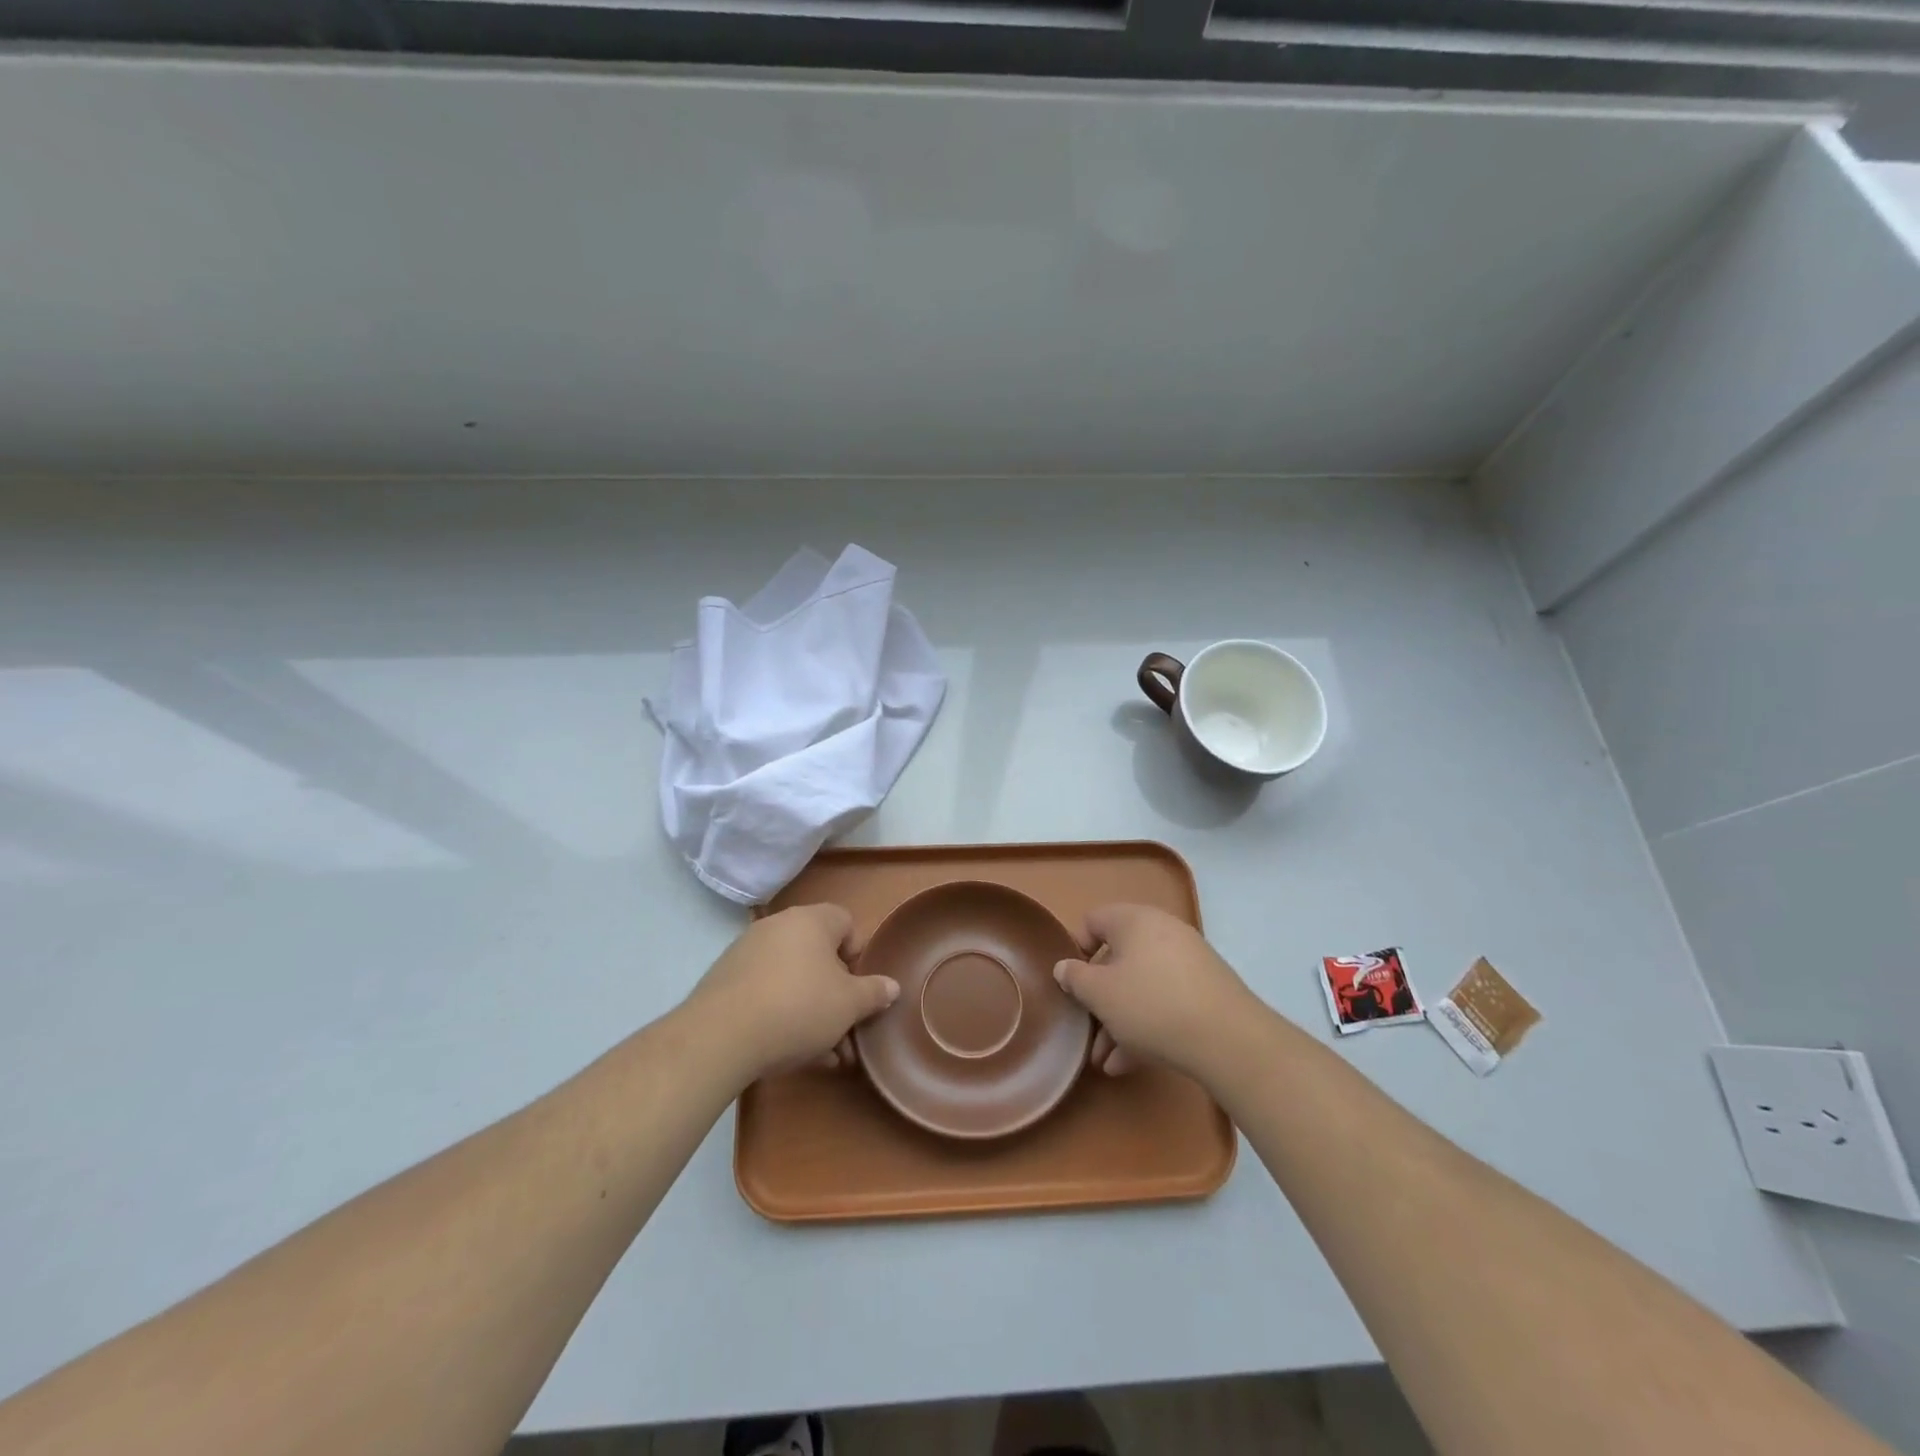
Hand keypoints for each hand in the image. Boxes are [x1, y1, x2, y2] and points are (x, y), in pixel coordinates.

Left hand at [686, 904, 899, 1083]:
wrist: (721, 1037)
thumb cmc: (799, 1008)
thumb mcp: (849, 1005)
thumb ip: (874, 993)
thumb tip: (892, 986)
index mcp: (811, 921)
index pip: (845, 922)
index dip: (857, 955)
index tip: (859, 990)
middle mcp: (778, 927)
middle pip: (818, 955)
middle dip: (835, 994)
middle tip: (845, 1030)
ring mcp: (747, 953)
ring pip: (792, 979)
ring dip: (811, 1012)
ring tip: (823, 1054)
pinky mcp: (724, 981)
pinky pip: (765, 993)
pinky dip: (781, 1016)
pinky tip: (791, 1053)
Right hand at [1053, 903, 1265, 1081]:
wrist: (1228, 1040)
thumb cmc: (1150, 1004)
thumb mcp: (1100, 993)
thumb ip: (1075, 978)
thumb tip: (1065, 967)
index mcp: (1134, 920)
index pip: (1093, 921)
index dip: (1076, 950)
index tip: (1072, 983)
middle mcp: (1163, 932)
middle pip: (1118, 959)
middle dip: (1099, 999)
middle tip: (1088, 1030)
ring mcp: (1188, 962)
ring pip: (1141, 986)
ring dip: (1119, 1021)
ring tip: (1105, 1061)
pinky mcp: (1206, 992)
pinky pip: (1165, 1002)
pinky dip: (1146, 1026)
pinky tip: (1130, 1063)